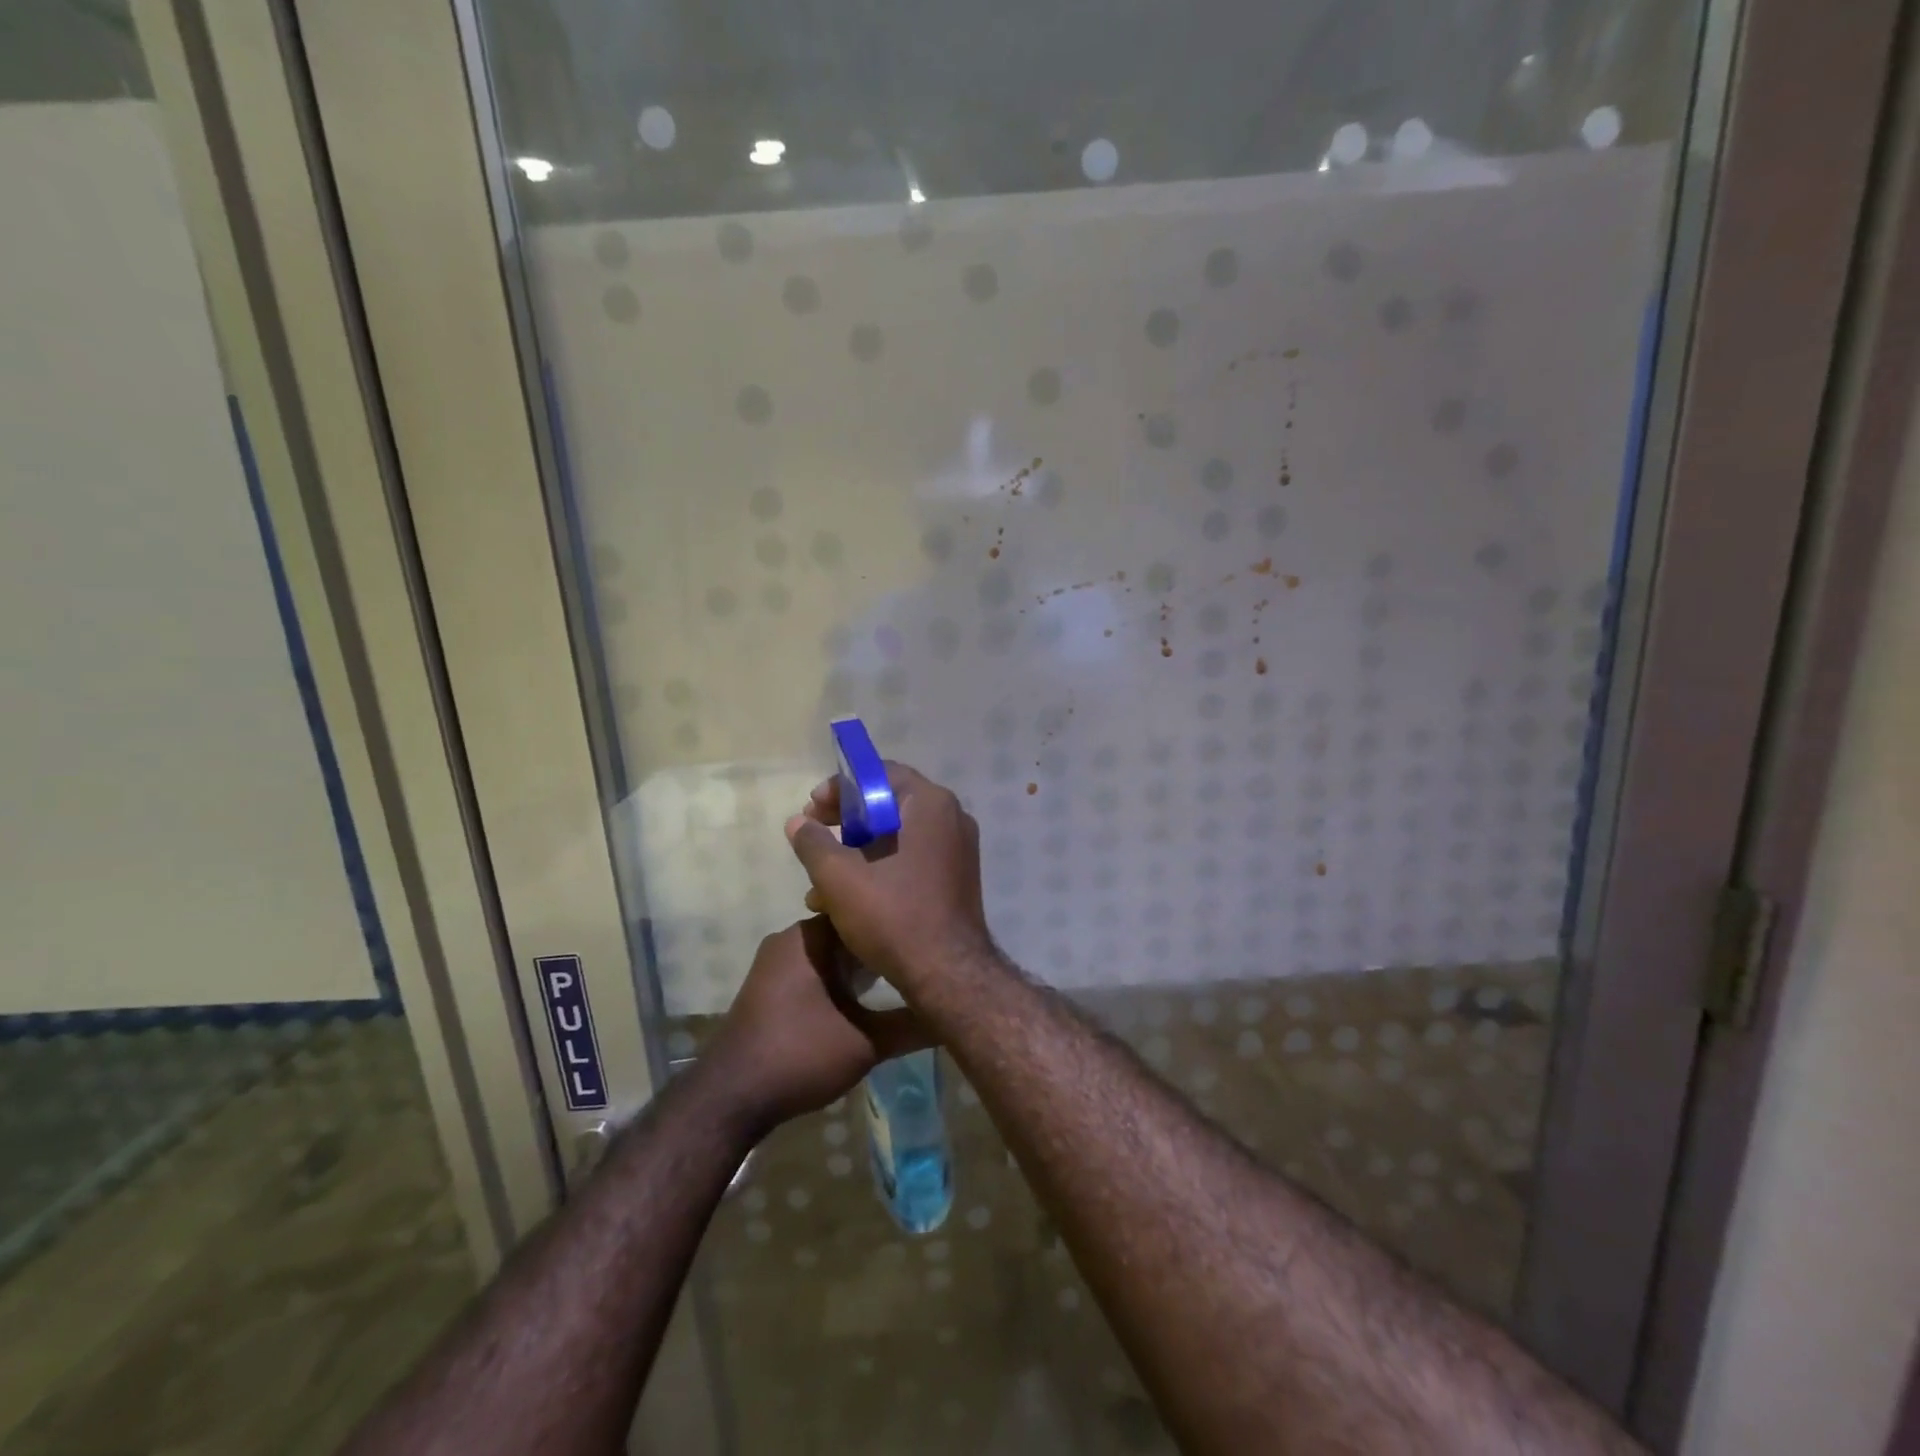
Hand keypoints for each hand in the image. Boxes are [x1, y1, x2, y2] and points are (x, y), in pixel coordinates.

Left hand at [708, 918, 929, 1131]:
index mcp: (810, 937)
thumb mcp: (866, 1043)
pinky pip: (811, 970)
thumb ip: (911, 1026)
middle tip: (918, 962)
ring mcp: (773, 963)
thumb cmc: (800, 1055)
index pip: (863, 913)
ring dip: (857, 967)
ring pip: (828, 954)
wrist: (730, 1097)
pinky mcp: (766, 988)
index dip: (895, 926)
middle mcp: (789, 939)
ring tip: (896, 981)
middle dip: (879, 948)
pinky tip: (859, 1001)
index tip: (925, 939)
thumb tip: (953, 1017)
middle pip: (846, 932)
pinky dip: (835, 980)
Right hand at [784, 762, 993, 992]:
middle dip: (845, 821)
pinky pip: (911, 858)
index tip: (813, 808)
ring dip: (856, 851)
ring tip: (819, 879)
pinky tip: (845, 899)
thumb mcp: (840, 878)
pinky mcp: (955, 878)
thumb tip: (797, 822)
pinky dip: (879, 868)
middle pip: (889, 804)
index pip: (881, 774)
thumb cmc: (894, 915)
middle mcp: (951, 819)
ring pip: (897, 836)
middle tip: (814, 833)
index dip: (841, 787)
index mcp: (931, 805)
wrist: (948, 975)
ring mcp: (957, 850)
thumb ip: (813, 843)